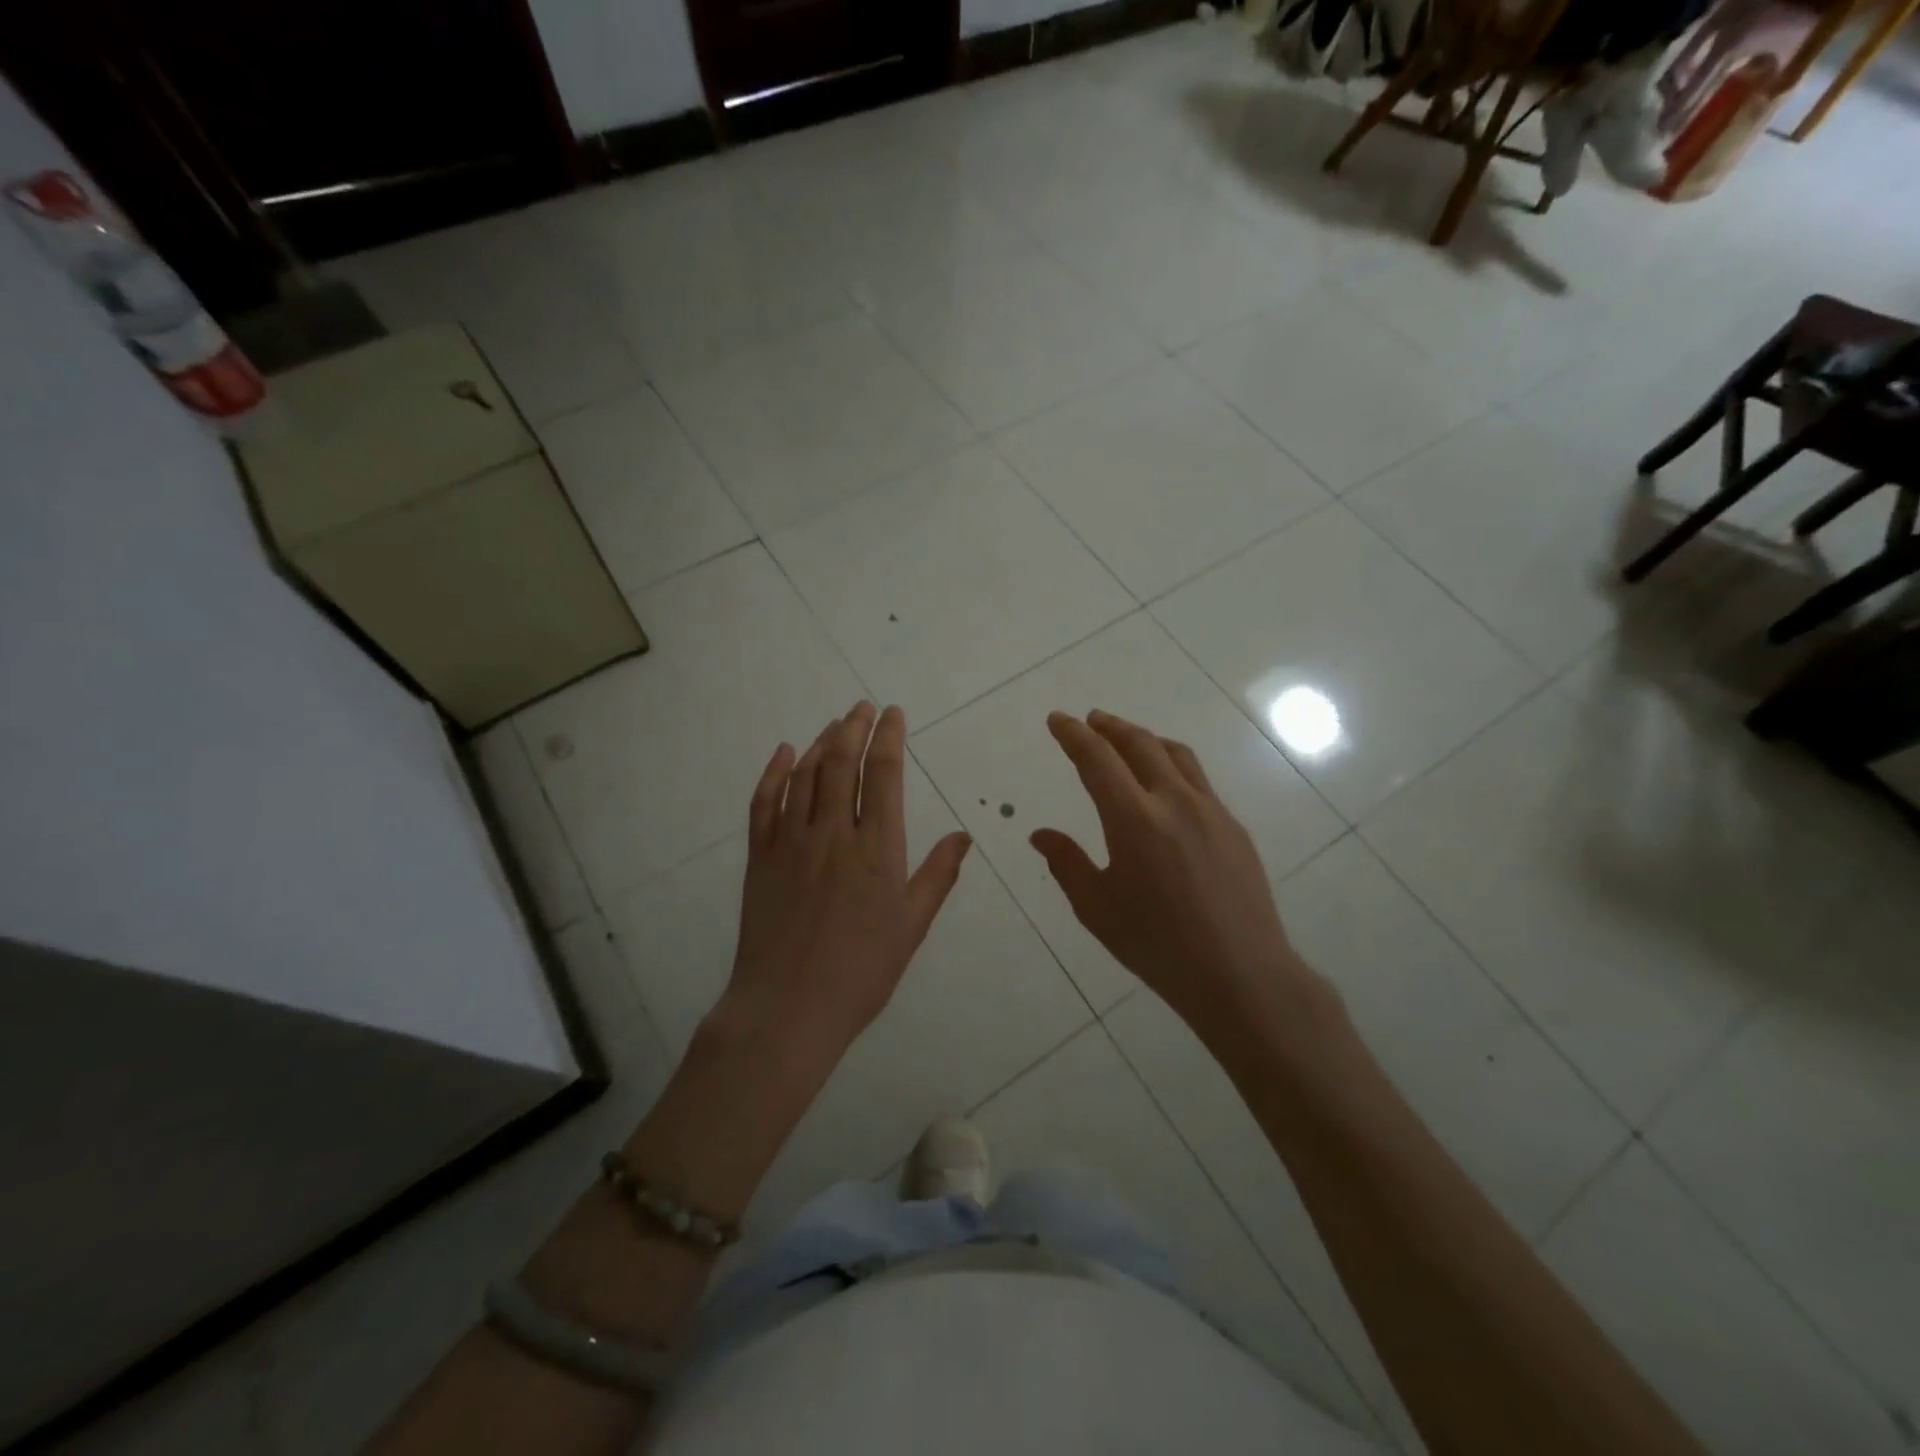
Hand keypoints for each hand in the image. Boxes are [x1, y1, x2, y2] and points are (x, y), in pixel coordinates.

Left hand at [722, 701, 971, 1065]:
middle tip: (863, 707)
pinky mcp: (760, 857)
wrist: (788, 1008)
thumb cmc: (861, 972)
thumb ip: (937, 875)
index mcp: (876, 848)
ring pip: (805, 775)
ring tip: (836, 723)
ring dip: (821, 742)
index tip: (894, 714)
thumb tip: (963, 835)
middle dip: (855, 728)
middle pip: (841, 763)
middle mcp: (832, 833)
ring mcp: (791, 842)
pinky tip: (785, 753)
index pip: (883, 774)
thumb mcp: (911, 926)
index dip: (889, 737)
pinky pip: (764, 803)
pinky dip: (774, 773)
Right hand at [1031, 710, 1322, 1045]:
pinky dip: (1172, 765)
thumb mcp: (1097, 908)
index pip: (1097, 759)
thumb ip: (1067, 863)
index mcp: (1134, 819)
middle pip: (1139, 744)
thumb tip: (1040, 834)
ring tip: (1126, 740)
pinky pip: (1198, 780)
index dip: (1073, 735)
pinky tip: (1166, 786)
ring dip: (1144, 738)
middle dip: (1109, 726)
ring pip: (1175, 754)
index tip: (1057, 720)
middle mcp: (1174, 802)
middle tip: (1089, 721)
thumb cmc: (1158, 946)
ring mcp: (1211, 811)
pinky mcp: (1234, 827)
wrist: (1241, 974)